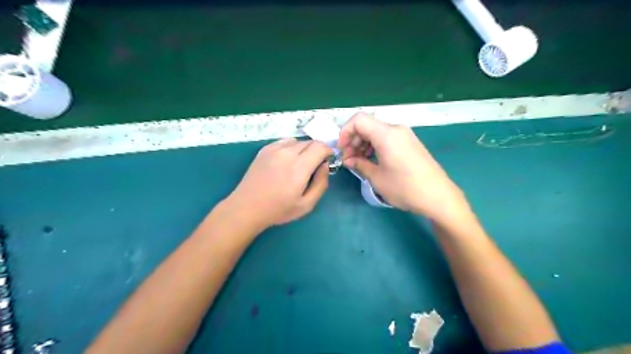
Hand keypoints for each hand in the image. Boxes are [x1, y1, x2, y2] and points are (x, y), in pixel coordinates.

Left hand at [228, 137, 334, 227]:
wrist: (247, 207)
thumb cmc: (278, 210)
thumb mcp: (306, 205)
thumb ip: (321, 184)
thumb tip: (325, 165)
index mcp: (299, 167)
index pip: (320, 147)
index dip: (328, 152)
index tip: (327, 162)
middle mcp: (287, 153)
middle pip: (310, 142)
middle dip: (317, 151)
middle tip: (313, 167)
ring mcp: (274, 149)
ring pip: (298, 141)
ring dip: (304, 149)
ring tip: (299, 164)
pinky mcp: (265, 149)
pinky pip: (285, 142)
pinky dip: (291, 147)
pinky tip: (286, 161)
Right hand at [340, 113, 467, 223]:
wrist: (438, 196)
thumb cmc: (405, 188)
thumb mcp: (376, 177)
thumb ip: (359, 164)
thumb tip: (348, 159)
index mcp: (386, 134)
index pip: (358, 120)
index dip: (345, 132)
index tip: (342, 150)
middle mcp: (396, 129)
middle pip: (367, 125)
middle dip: (353, 140)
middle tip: (350, 160)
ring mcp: (405, 135)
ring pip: (376, 131)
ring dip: (364, 144)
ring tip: (360, 162)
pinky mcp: (410, 142)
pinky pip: (387, 138)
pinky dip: (375, 146)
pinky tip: (373, 161)